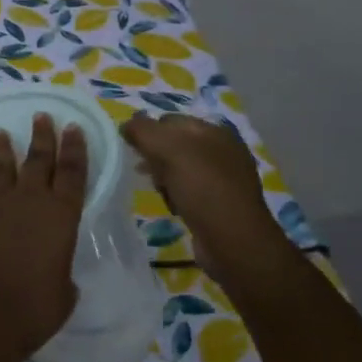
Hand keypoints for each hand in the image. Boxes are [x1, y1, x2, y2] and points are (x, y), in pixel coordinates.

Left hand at [0, 113, 85, 361]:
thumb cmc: (33, 308)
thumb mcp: (63, 290)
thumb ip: (61, 269)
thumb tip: (54, 266)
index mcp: (61, 215)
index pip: (72, 173)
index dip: (75, 149)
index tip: (74, 128)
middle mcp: (29, 199)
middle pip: (38, 159)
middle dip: (43, 136)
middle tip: (43, 116)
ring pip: (2, 165)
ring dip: (4, 148)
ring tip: (3, 132)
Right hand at [120, 113, 289, 270]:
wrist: (234, 241)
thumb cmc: (203, 188)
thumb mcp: (169, 150)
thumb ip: (143, 131)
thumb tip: (127, 125)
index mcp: (215, 132)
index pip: (170, 120)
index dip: (148, 131)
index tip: (133, 149)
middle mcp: (222, 151)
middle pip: (174, 145)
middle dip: (154, 156)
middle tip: (143, 171)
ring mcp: (222, 178)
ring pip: (179, 169)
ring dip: (162, 177)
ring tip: (158, 190)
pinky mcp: (219, 203)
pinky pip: (188, 190)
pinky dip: (175, 194)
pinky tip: (172, 205)